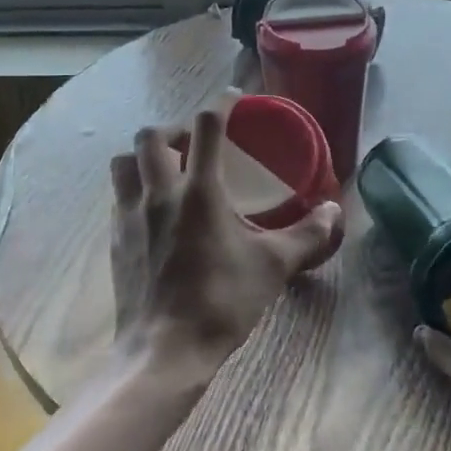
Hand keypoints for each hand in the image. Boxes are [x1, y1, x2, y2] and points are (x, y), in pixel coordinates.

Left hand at [110, 93, 341, 385]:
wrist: (164, 350)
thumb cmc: (222, 302)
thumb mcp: (273, 266)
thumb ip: (307, 235)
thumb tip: (335, 212)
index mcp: (199, 190)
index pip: (206, 126)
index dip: (222, 104)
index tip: (234, 99)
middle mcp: (158, 192)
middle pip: (151, 135)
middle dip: (173, 129)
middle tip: (195, 144)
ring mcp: (130, 215)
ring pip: (124, 162)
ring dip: (144, 156)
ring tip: (166, 171)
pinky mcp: (115, 240)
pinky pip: (118, 197)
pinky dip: (134, 189)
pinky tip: (153, 212)